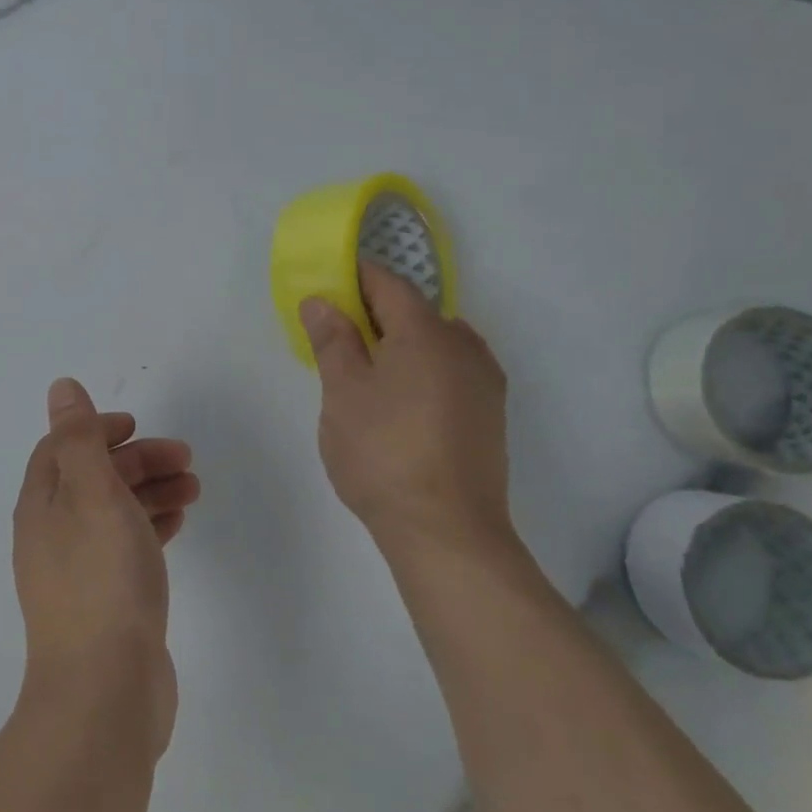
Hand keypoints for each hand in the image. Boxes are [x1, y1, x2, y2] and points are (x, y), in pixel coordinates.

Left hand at [12, 377, 199, 755]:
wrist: (105, 692)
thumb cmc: (101, 578)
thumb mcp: (92, 492)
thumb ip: (78, 437)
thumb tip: (60, 387)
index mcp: (41, 505)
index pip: (62, 449)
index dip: (97, 429)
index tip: (136, 425)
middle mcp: (52, 534)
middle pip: (93, 479)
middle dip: (136, 460)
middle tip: (184, 458)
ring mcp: (77, 572)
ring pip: (113, 513)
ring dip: (150, 491)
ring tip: (193, 487)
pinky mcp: (105, 603)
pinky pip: (126, 548)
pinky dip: (149, 527)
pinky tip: (178, 524)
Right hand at [298, 263, 513, 564]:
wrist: (447, 532)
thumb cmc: (383, 452)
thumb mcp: (342, 392)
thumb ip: (332, 339)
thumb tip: (321, 300)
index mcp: (427, 332)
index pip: (388, 283)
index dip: (353, 279)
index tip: (323, 289)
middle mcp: (464, 346)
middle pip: (414, 311)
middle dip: (372, 314)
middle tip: (333, 338)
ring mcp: (484, 382)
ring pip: (434, 342)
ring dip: (399, 343)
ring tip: (364, 373)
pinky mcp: (490, 414)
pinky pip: (450, 370)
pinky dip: (421, 369)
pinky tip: (399, 402)